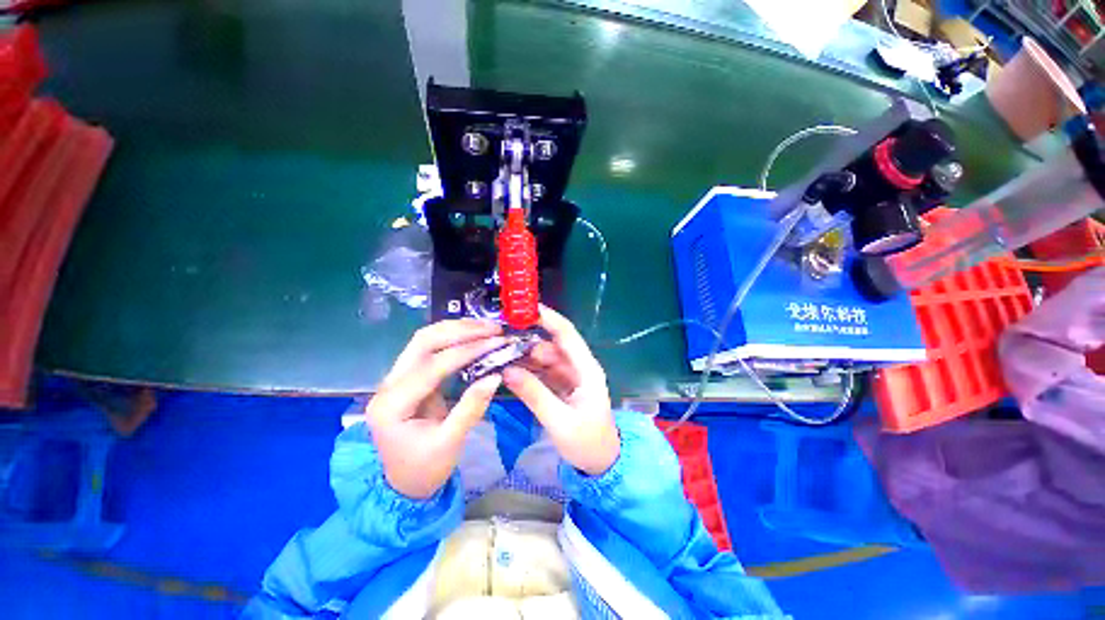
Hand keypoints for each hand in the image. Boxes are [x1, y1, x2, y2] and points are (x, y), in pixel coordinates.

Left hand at [365, 319, 505, 498]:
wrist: (405, 485)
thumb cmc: (425, 469)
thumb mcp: (450, 443)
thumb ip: (471, 407)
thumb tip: (496, 376)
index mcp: (392, 405)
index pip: (431, 366)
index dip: (466, 351)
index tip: (496, 343)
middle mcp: (388, 385)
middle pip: (422, 342)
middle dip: (460, 331)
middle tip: (493, 329)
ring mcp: (396, 379)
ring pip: (425, 340)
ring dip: (457, 329)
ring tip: (487, 328)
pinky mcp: (409, 377)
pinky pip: (430, 349)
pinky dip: (454, 338)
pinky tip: (474, 336)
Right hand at [503, 306, 618, 475]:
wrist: (601, 463)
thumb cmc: (587, 443)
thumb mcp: (560, 421)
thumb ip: (534, 394)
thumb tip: (507, 370)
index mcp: (587, 369)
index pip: (567, 334)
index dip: (548, 318)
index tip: (524, 309)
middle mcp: (578, 367)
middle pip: (551, 344)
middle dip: (526, 339)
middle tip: (498, 337)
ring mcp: (569, 376)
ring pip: (544, 357)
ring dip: (523, 355)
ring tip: (497, 353)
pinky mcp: (561, 386)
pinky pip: (542, 372)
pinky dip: (526, 369)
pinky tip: (508, 369)